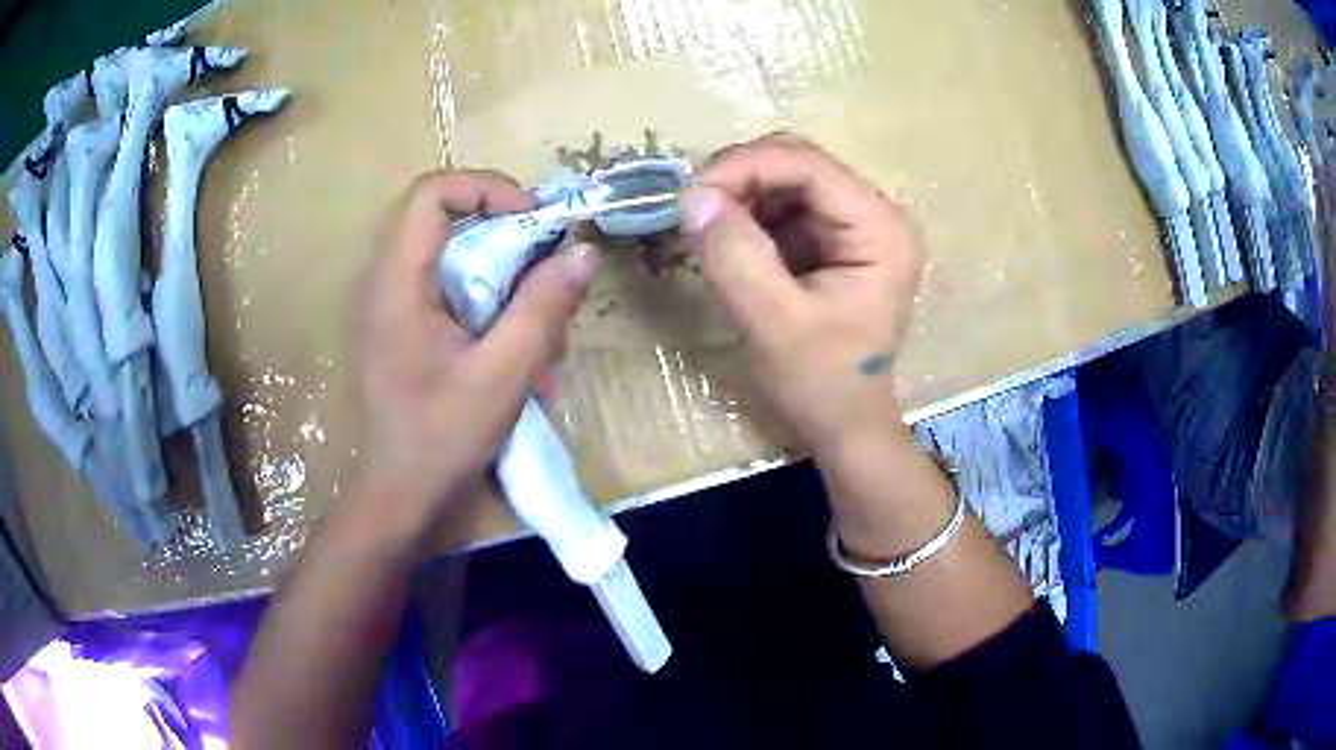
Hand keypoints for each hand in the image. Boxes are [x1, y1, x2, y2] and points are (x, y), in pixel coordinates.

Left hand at [350, 171, 598, 538]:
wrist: (401, 499)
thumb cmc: (440, 440)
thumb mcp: (502, 375)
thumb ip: (542, 308)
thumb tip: (583, 252)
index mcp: (399, 283)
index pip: (432, 193)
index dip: (486, 188)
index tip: (534, 221)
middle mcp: (394, 283)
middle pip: (454, 223)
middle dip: (512, 244)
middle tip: (552, 279)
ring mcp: (404, 308)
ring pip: (465, 262)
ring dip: (514, 289)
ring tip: (545, 347)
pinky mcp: (417, 331)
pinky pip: (464, 297)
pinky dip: (502, 318)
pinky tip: (527, 368)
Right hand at [678, 134, 923, 451]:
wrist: (845, 426)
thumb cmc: (822, 384)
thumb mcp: (774, 324)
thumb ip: (735, 257)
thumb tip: (691, 196)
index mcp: (879, 228)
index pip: (807, 165)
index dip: (744, 167)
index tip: (690, 197)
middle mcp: (873, 214)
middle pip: (796, 163)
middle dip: (739, 179)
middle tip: (693, 213)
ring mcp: (853, 225)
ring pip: (783, 180)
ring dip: (738, 198)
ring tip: (706, 234)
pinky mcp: (832, 241)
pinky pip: (781, 208)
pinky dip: (746, 217)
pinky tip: (727, 245)